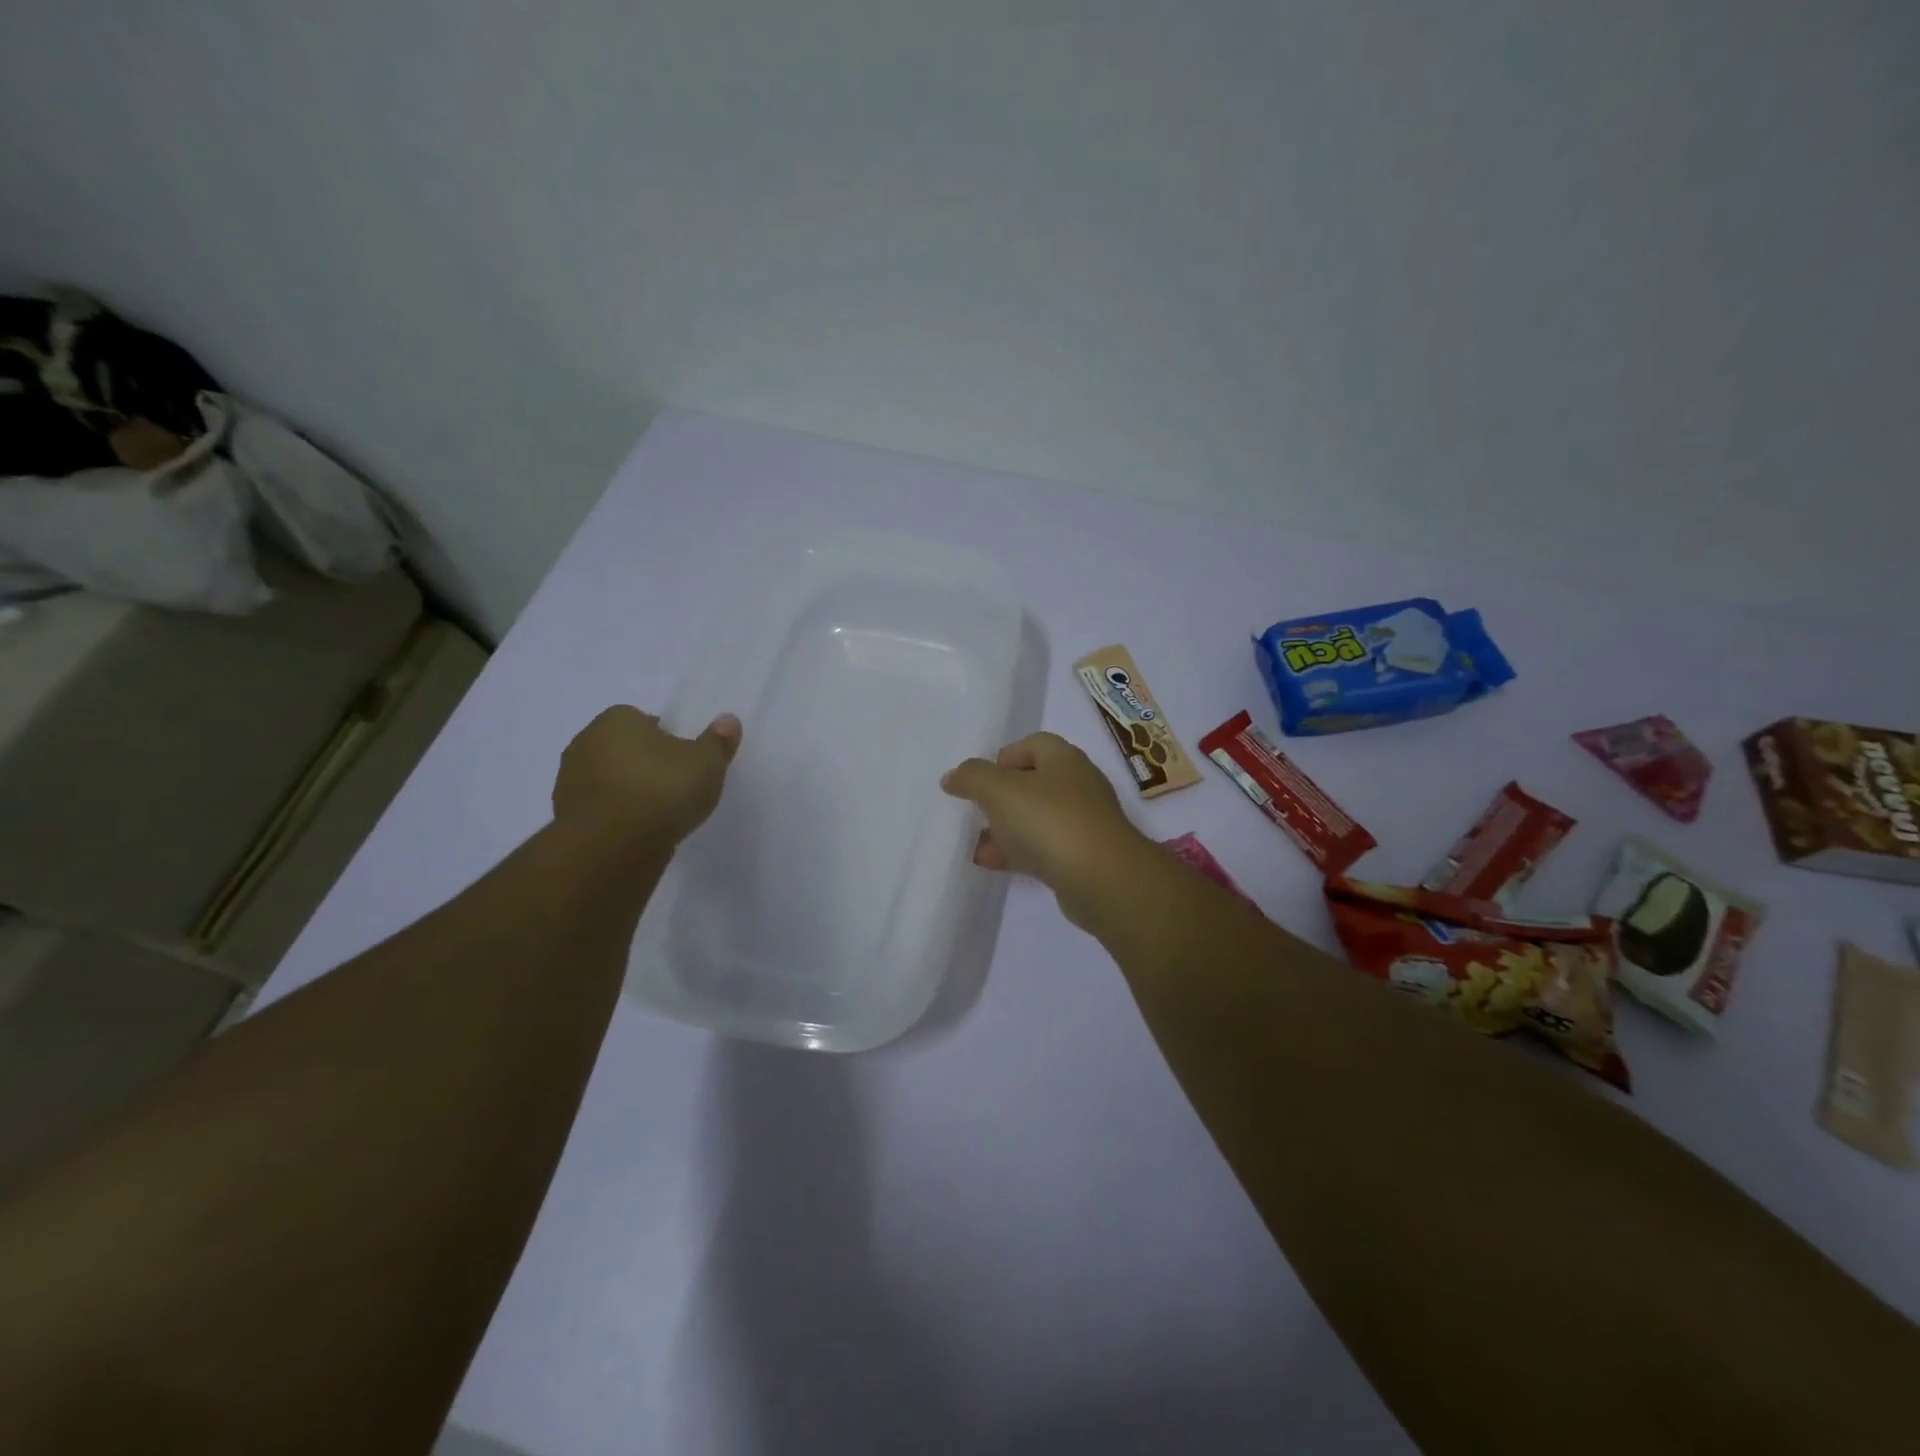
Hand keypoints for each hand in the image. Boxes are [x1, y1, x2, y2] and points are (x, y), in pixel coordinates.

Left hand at [553, 706, 741, 845]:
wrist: (613, 846)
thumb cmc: (662, 789)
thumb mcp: (706, 763)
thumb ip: (718, 741)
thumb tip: (728, 720)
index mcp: (616, 719)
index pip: (642, 719)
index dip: (664, 738)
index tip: (683, 760)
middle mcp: (585, 742)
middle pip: (622, 747)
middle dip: (642, 762)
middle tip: (673, 785)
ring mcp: (569, 781)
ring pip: (607, 779)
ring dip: (626, 790)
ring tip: (657, 813)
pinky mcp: (564, 817)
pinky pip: (599, 809)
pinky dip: (615, 816)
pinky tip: (637, 832)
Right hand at [940, 732, 1153, 927]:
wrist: (1102, 879)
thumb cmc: (1049, 821)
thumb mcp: (999, 790)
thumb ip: (972, 777)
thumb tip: (953, 777)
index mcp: (1064, 758)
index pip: (1032, 744)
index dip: (1002, 757)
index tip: (978, 780)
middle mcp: (1078, 784)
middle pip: (1034, 782)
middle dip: (1001, 795)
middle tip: (975, 810)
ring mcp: (1084, 822)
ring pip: (1037, 818)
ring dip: (1006, 827)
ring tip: (974, 841)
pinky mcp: (1084, 857)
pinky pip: (1044, 848)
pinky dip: (1018, 852)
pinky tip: (990, 863)